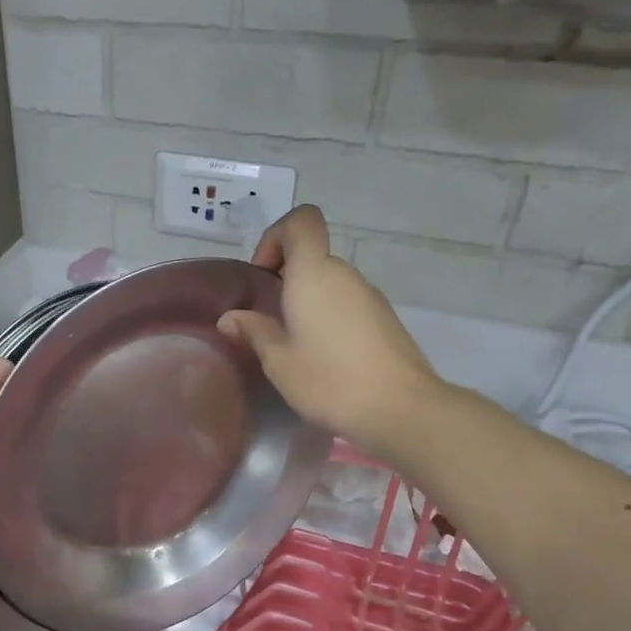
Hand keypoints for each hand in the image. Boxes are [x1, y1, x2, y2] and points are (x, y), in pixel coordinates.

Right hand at [219, 205, 442, 452]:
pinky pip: (347, 304)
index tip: (264, 276)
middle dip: (286, 279)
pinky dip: (329, 318)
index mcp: (314, 274)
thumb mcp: (278, 360)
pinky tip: (324, 358)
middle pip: (313, 256)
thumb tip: (230, 317)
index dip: (276, 237)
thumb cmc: (329, 380)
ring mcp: (370, 296)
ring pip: (330, 283)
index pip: (301, 221)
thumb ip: (253, 331)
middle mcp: (345, 275)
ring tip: (294, 346)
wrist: (400, 409)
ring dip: (307, 302)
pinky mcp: (385, 319)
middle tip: (269, 321)